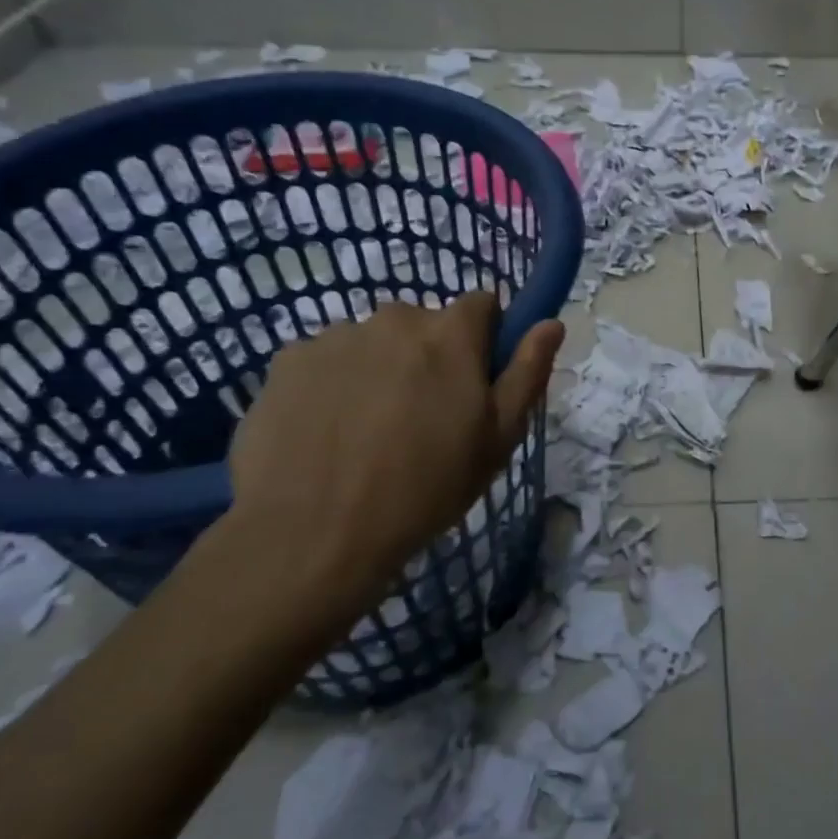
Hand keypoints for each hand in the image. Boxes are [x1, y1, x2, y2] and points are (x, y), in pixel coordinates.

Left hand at [212, 293, 564, 645]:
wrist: (315, 534)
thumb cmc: (426, 487)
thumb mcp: (498, 439)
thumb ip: (528, 372)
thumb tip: (551, 323)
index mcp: (450, 333)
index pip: (482, 304)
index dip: (486, 339)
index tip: (476, 380)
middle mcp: (393, 318)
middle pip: (423, 325)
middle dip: (429, 357)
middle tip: (422, 417)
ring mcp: (335, 337)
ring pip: (372, 344)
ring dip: (379, 370)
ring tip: (368, 432)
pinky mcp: (286, 361)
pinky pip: (325, 362)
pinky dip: (332, 386)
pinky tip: (328, 433)